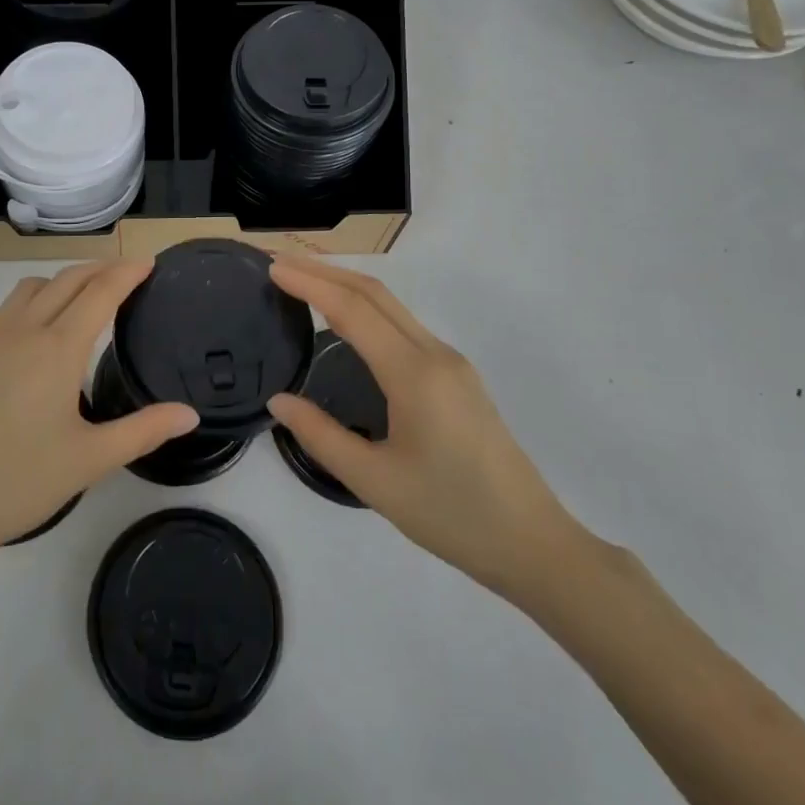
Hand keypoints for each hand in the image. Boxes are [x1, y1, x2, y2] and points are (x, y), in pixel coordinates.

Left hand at [0, 261, 197, 566]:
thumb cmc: (18, 482)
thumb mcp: (90, 460)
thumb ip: (144, 431)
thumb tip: (190, 414)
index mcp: (58, 349)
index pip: (101, 292)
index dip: (128, 272)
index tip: (148, 263)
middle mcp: (23, 330)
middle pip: (67, 280)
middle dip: (99, 269)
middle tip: (124, 275)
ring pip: (28, 288)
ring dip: (59, 282)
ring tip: (77, 300)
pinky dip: (19, 305)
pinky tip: (22, 329)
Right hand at [267, 256, 582, 600]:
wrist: (532, 543)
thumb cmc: (451, 515)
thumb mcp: (374, 481)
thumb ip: (320, 435)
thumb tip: (278, 400)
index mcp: (414, 373)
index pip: (352, 309)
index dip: (309, 283)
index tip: (271, 267)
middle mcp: (434, 353)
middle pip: (374, 293)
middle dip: (324, 270)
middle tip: (279, 261)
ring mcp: (450, 361)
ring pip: (391, 306)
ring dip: (345, 285)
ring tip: (302, 282)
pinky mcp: (457, 376)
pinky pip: (402, 326)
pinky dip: (365, 309)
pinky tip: (344, 322)